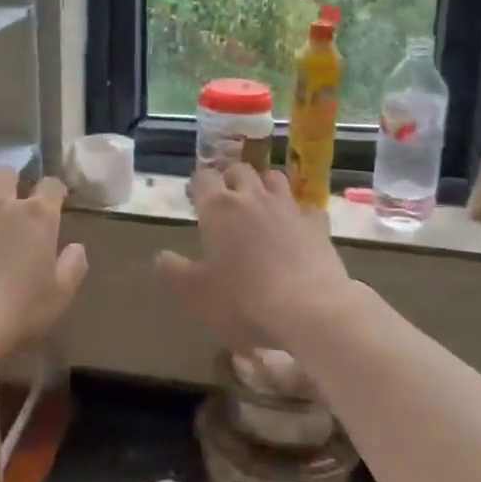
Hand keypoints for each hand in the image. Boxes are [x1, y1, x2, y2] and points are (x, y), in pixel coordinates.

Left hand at [0, 168, 88, 359]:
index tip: (54, 201)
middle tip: (10, 203)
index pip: (51, 185)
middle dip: (9, 182)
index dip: (53, 191)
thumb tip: (77, 248)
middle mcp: (0, 205)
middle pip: (5, 173)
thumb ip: (72, 268)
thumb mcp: (58, 297)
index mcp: (37, 217)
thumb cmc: (16, 311)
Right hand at [155, 165, 352, 350]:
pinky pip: (307, 207)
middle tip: (224, 200)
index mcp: (218, 208)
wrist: (310, 311)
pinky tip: (296, 227)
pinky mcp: (318, 225)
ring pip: (274, 177)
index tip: (194, 199)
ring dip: (263, 185)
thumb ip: (173, 272)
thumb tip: (162, 256)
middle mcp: (253, 197)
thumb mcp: (194, 294)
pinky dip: (298, 212)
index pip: (202, 178)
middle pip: (239, 170)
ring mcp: (289, 208)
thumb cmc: (243, 301)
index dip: (197, 185)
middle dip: (229, 179)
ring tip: (259, 203)